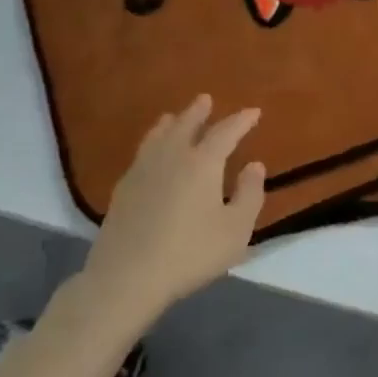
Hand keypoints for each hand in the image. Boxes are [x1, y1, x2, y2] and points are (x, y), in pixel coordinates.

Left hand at [57, 95, 265, 341]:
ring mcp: (143, 170)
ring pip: (158, 136)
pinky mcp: (123, 189)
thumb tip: (254, 165)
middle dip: (199, 112)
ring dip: (171, 123)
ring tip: (174, 117)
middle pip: (186, 125)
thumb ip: (249, 195)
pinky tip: (151, 153)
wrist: (127, 277)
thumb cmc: (190, 253)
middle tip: (206, 99)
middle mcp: (172, 157)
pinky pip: (142, 153)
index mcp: (203, 163)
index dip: (241, 121)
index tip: (253, 112)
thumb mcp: (235, 230)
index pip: (226, 132)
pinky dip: (152, 142)